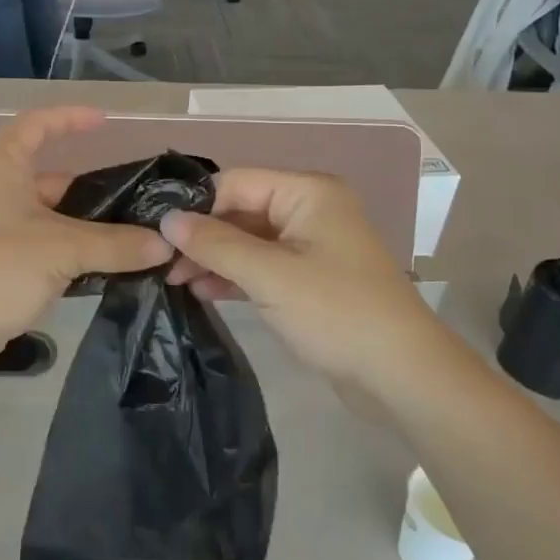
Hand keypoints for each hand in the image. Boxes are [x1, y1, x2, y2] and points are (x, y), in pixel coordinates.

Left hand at [0, 107, 169, 366]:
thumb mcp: (61, 250)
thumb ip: (115, 244)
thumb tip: (165, 244)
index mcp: (0, 165)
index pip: (37, 123)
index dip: (71, 118)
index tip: (105, 122)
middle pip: (51, 178)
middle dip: (94, 192)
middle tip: (140, 207)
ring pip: (49, 217)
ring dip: (86, 229)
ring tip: (135, 241)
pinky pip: (41, 247)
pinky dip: (69, 254)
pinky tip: (105, 271)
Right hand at [158, 169, 424, 387]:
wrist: (403, 377)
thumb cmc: (337, 313)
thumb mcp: (269, 275)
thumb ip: (215, 243)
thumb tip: (166, 219)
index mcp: (307, 192)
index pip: (235, 182)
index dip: (195, 205)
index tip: (156, 231)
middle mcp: (309, 208)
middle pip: (241, 210)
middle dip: (202, 235)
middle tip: (160, 262)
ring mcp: (311, 244)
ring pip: (248, 240)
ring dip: (213, 257)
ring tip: (174, 280)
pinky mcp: (309, 277)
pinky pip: (262, 265)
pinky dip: (234, 275)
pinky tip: (202, 291)